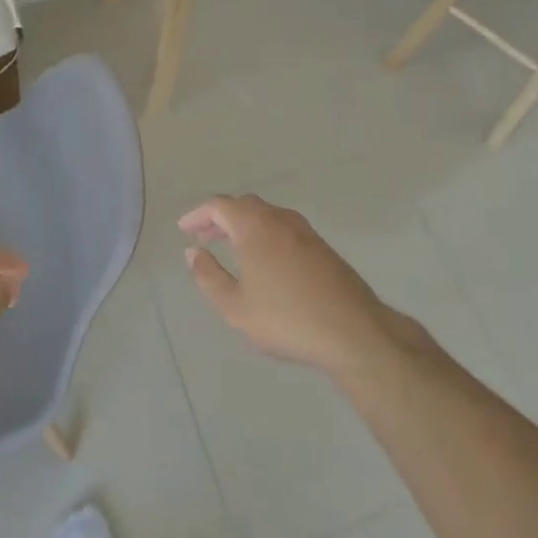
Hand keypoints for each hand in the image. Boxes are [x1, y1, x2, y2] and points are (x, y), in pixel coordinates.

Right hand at [180, 195, 403, 377]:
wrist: (353, 331)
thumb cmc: (286, 319)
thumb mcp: (235, 307)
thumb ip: (208, 276)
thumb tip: (192, 252)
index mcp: (254, 226)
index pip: (219, 206)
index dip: (198, 215)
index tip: (184, 229)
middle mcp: (279, 219)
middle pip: (244, 206)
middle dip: (220, 218)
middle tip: (204, 237)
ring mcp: (305, 231)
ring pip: (267, 215)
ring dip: (244, 224)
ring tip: (231, 246)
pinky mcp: (322, 246)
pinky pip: (284, 227)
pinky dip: (265, 233)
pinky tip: (265, 259)